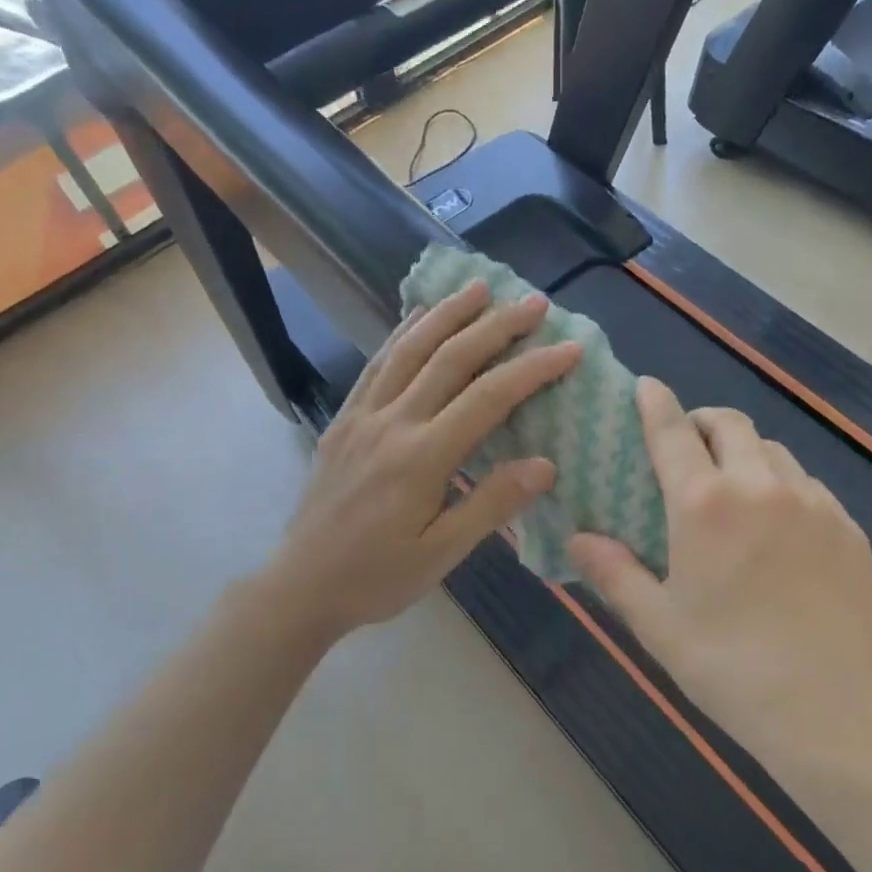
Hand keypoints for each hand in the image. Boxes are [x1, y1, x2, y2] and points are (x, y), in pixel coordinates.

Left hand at [263, 280, 579, 643]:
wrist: (301, 585)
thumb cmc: (378, 577)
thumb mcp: (441, 554)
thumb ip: (491, 504)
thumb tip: (545, 464)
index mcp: (422, 458)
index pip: (489, 398)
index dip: (533, 369)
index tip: (569, 348)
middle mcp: (392, 423)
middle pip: (451, 359)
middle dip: (497, 326)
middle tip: (534, 302)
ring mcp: (363, 415)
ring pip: (410, 350)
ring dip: (448, 314)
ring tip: (479, 286)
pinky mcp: (344, 419)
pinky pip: (376, 364)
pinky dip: (402, 334)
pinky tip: (418, 317)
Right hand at [566, 378, 871, 763]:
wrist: (840, 713)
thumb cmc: (733, 669)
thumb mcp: (660, 626)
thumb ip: (614, 574)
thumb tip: (577, 538)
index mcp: (706, 505)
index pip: (673, 432)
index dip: (656, 403)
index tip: (646, 386)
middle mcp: (760, 486)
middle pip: (730, 424)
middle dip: (702, 422)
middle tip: (686, 448)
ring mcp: (813, 502)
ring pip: (772, 450)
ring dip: (744, 452)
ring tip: (732, 488)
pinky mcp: (848, 527)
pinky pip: (807, 483)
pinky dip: (781, 483)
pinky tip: (778, 527)